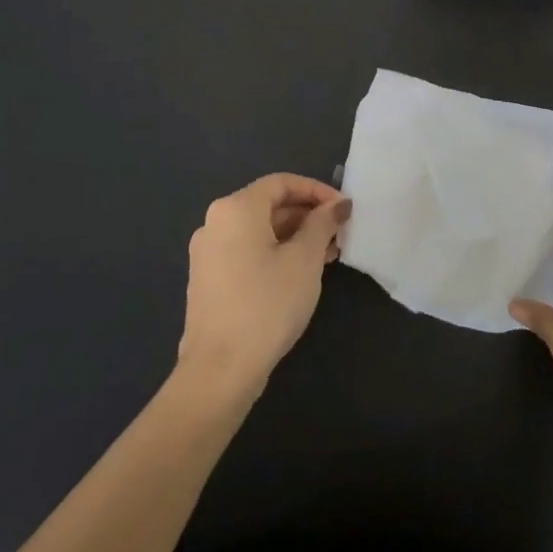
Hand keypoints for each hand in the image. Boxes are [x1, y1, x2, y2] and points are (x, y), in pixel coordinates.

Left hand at [177, 174, 351, 402]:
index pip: (282, 183)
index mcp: (236, 209)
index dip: (318, 191)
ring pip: (260, 231)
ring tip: (328, 256)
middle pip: (269, 205)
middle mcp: (215, 223)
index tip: (344, 210)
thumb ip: (323, 223)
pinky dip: (276, 253)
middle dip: (308, 216)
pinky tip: (301, 274)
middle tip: (340, 234)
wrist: (221, 369)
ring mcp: (208, 253)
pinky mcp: (209, 280)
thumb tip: (338, 204)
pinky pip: (248, 252)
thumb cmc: (267, 303)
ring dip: (296, 237)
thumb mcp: (305, 258)